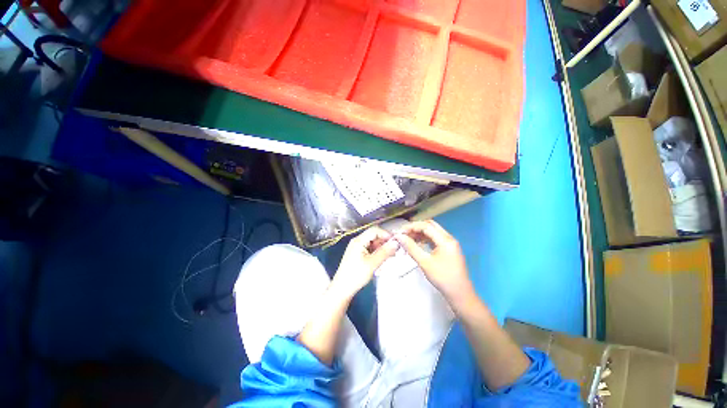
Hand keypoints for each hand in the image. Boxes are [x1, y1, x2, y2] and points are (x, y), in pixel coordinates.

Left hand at [331, 226, 399, 299]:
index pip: (375, 230)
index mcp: (359, 241)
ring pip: (373, 242)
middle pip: (374, 235)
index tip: (395, 242)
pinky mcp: (357, 254)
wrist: (342, 289)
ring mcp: (357, 247)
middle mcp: (357, 241)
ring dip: (382, 247)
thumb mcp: (372, 263)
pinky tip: (382, 259)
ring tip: (390, 256)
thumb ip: (384, 252)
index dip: (386, 234)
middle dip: (385, 241)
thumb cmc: (356, 275)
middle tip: (394, 250)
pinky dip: (377, 252)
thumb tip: (396, 243)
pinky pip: (370, 248)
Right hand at [394, 220, 473, 303]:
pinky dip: (425, 238)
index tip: (400, 232)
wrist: (460, 294)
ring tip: (408, 238)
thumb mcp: (424, 262)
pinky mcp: (449, 248)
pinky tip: (417, 243)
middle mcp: (449, 238)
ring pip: (432, 231)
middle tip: (404, 233)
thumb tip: (399, 237)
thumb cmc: (442, 278)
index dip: (412, 227)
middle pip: (430, 225)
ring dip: (420, 232)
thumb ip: (411, 247)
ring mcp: (450, 243)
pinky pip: (435, 238)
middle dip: (416, 227)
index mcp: (445, 240)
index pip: (426, 226)